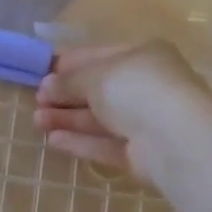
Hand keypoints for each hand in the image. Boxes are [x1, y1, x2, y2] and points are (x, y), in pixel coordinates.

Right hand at [32, 41, 211, 184]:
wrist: (174, 138)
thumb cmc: (136, 88)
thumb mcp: (96, 75)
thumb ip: (70, 80)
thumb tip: (47, 85)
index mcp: (142, 55)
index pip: (101, 55)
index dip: (70, 63)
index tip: (42, 70)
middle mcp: (146, 86)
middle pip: (99, 89)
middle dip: (67, 93)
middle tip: (36, 99)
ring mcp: (146, 122)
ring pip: (100, 118)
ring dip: (68, 118)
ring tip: (36, 121)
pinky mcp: (141, 155)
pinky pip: (106, 144)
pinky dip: (81, 141)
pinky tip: (53, 140)